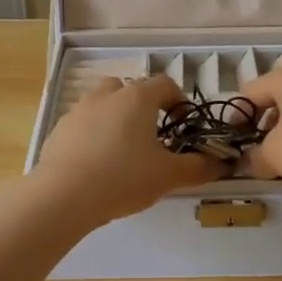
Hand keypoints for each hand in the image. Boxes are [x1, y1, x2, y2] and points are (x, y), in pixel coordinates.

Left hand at [32, 74, 223, 224]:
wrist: (63, 196)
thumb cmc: (123, 178)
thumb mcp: (168, 176)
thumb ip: (198, 167)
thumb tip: (221, 164)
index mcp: (137, 98)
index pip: (165, 84)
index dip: (179, 102)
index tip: (183, 126)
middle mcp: (107, 95)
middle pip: (131, 89)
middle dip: (144, 108)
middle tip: (152, 138)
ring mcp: (79, 110)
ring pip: (104, 104)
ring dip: (116, 119)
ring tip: (123, 151)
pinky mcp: (59, 129)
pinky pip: (83, 124)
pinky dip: (93, 135)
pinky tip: (96, 165)